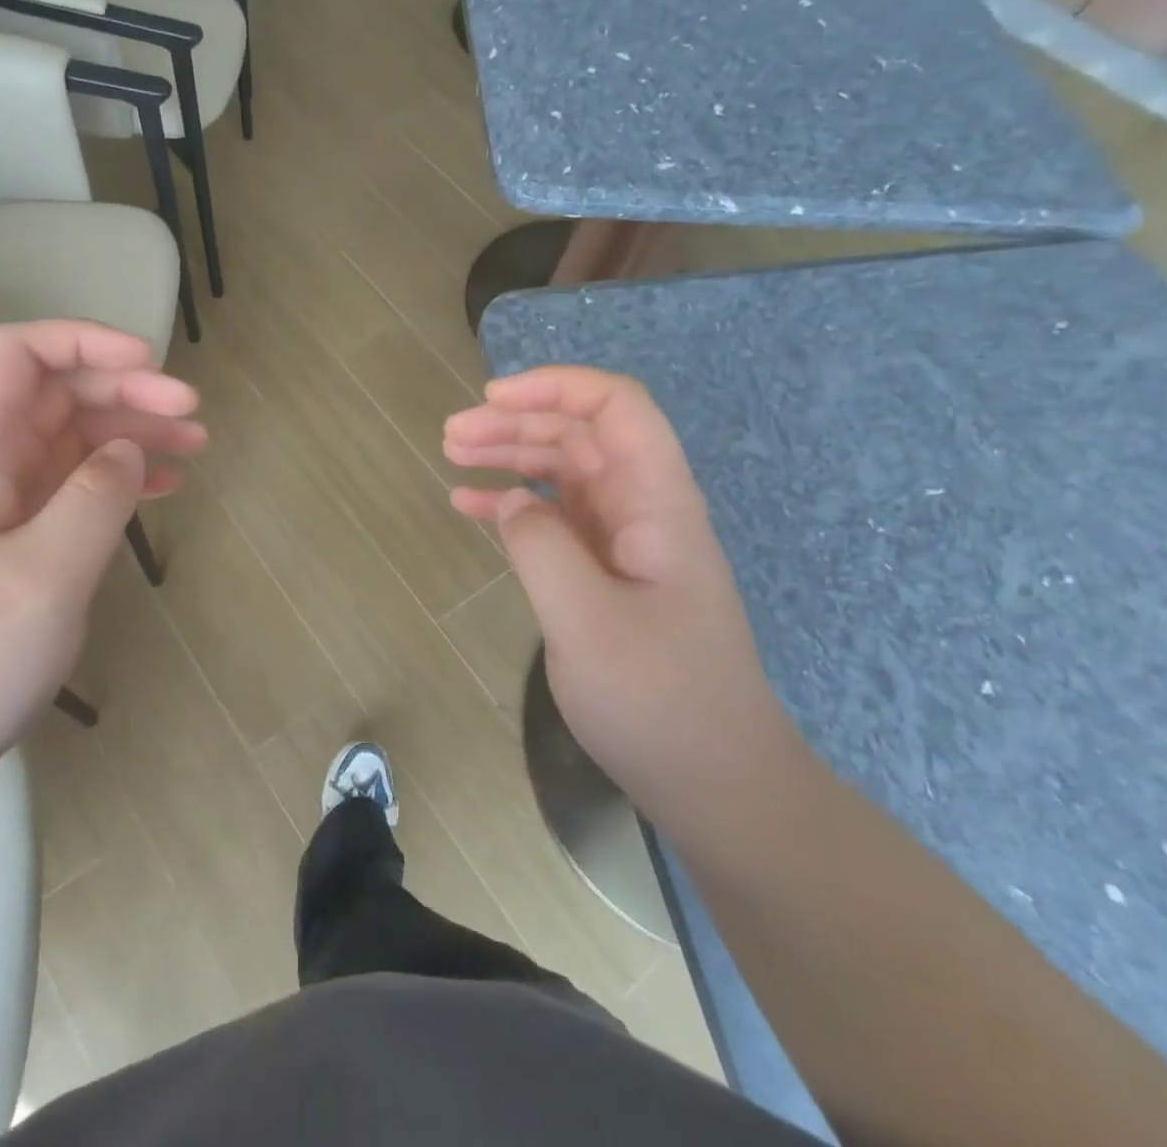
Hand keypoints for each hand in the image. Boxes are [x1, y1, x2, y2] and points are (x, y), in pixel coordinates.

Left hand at [0, 321, 205, 814]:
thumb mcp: (42, 579)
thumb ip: (94, 500)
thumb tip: (130, 450)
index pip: (16, 357)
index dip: (83, 341)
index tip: (150, 364)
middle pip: (55, 392)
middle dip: (125, 387)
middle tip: (192, 414)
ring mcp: (2, 504)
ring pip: (74, 437)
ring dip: (134, 430)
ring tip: (196, 444)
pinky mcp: (20, 540)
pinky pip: (78, 485)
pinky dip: (124, 475)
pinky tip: (166, 486)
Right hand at [444, 365, 793, 806]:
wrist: (715, 781)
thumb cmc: (659, 701)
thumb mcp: (588, 624)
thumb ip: (543, 548)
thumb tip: (513, 502)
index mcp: (658, 503)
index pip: (617, 408)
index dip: (556, 386)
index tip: (492, 398)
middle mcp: (644, 509)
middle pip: (581, 434)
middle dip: (517, 420)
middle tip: (451, 434)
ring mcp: (625, 542)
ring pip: (564, 471)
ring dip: (511, 454)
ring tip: (453, 454)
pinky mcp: (607, 573)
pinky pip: (556, 519)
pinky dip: (513, 505)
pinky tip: (470, 505)